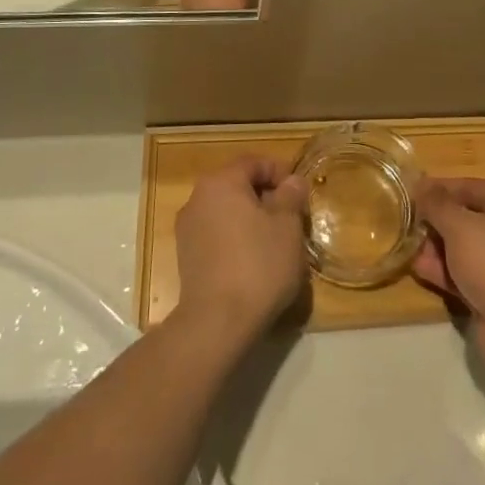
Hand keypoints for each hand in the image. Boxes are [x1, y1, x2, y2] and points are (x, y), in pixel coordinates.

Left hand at [175, 155, 307, 339]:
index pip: (254, 162)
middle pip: (237, 185)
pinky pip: (216, 234)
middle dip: (266, 197)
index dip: (280, 172)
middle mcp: (198, 198)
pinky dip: (235, 238)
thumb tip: (291, 182)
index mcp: (221, 182)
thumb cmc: (258, 264)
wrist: (217, 322)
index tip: (299, 193)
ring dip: (250, 219)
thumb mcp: (287, 226)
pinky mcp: (186, 257)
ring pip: (226, 211)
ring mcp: (187, 229)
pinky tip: (253, 261)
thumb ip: (290, 196)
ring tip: (274, 242)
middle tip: (291, 218)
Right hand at [412, 179, 484, 367]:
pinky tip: (419, 269)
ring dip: (437, 247)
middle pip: (467, 217)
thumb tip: (420, 184)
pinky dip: (446, 270)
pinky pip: (467, 273)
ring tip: (407, 245)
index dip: (439, 188)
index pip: (469, 186)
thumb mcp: (459, 225)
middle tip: (406, 222)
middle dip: (436, 221)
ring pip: (465, 247)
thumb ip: (437, 204)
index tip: (411, 192)